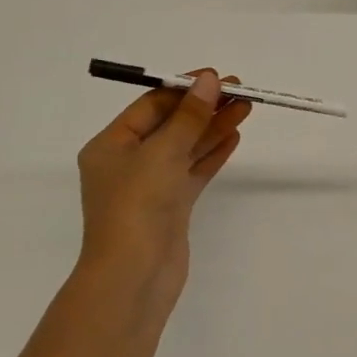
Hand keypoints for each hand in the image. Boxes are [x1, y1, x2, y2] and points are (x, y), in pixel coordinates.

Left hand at [76, 69, 251, 292]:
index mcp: (111, 145)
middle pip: (171, 125)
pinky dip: (212, 154)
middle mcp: (128, 162)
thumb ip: (189, 116)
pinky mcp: (170, 207)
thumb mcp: (162, 152)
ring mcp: (150, 186)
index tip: (217, 78)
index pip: (151, 106)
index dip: (185, 89)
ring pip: (186, 148)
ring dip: (213, 128)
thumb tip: (208, 80)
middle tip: (240, 91)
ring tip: (246, 109)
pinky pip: (193, 171)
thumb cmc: (137, 207)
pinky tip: (234, 137)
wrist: (134, 278)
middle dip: (204, 107)